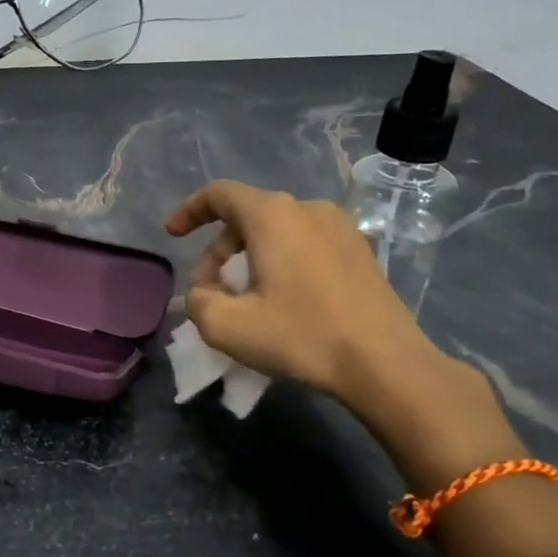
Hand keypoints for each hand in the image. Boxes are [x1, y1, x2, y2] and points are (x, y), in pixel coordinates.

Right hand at [164, 180, 454, 413]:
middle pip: (246, 218)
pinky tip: (282, 302)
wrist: (385, 362)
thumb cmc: (302, 335)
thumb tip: (203, 295)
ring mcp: (339, 227)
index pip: (219, 194)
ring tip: (244, 302)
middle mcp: (307, 208)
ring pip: (276, 233)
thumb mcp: (228, 327)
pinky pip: (304, 245)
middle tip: (209, 294)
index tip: (172, 235)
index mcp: (272, 215)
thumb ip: (197, 302)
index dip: (189, 211)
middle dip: (218, 253)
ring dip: (248, 260)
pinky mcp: (359, 250)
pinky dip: (280, 264)